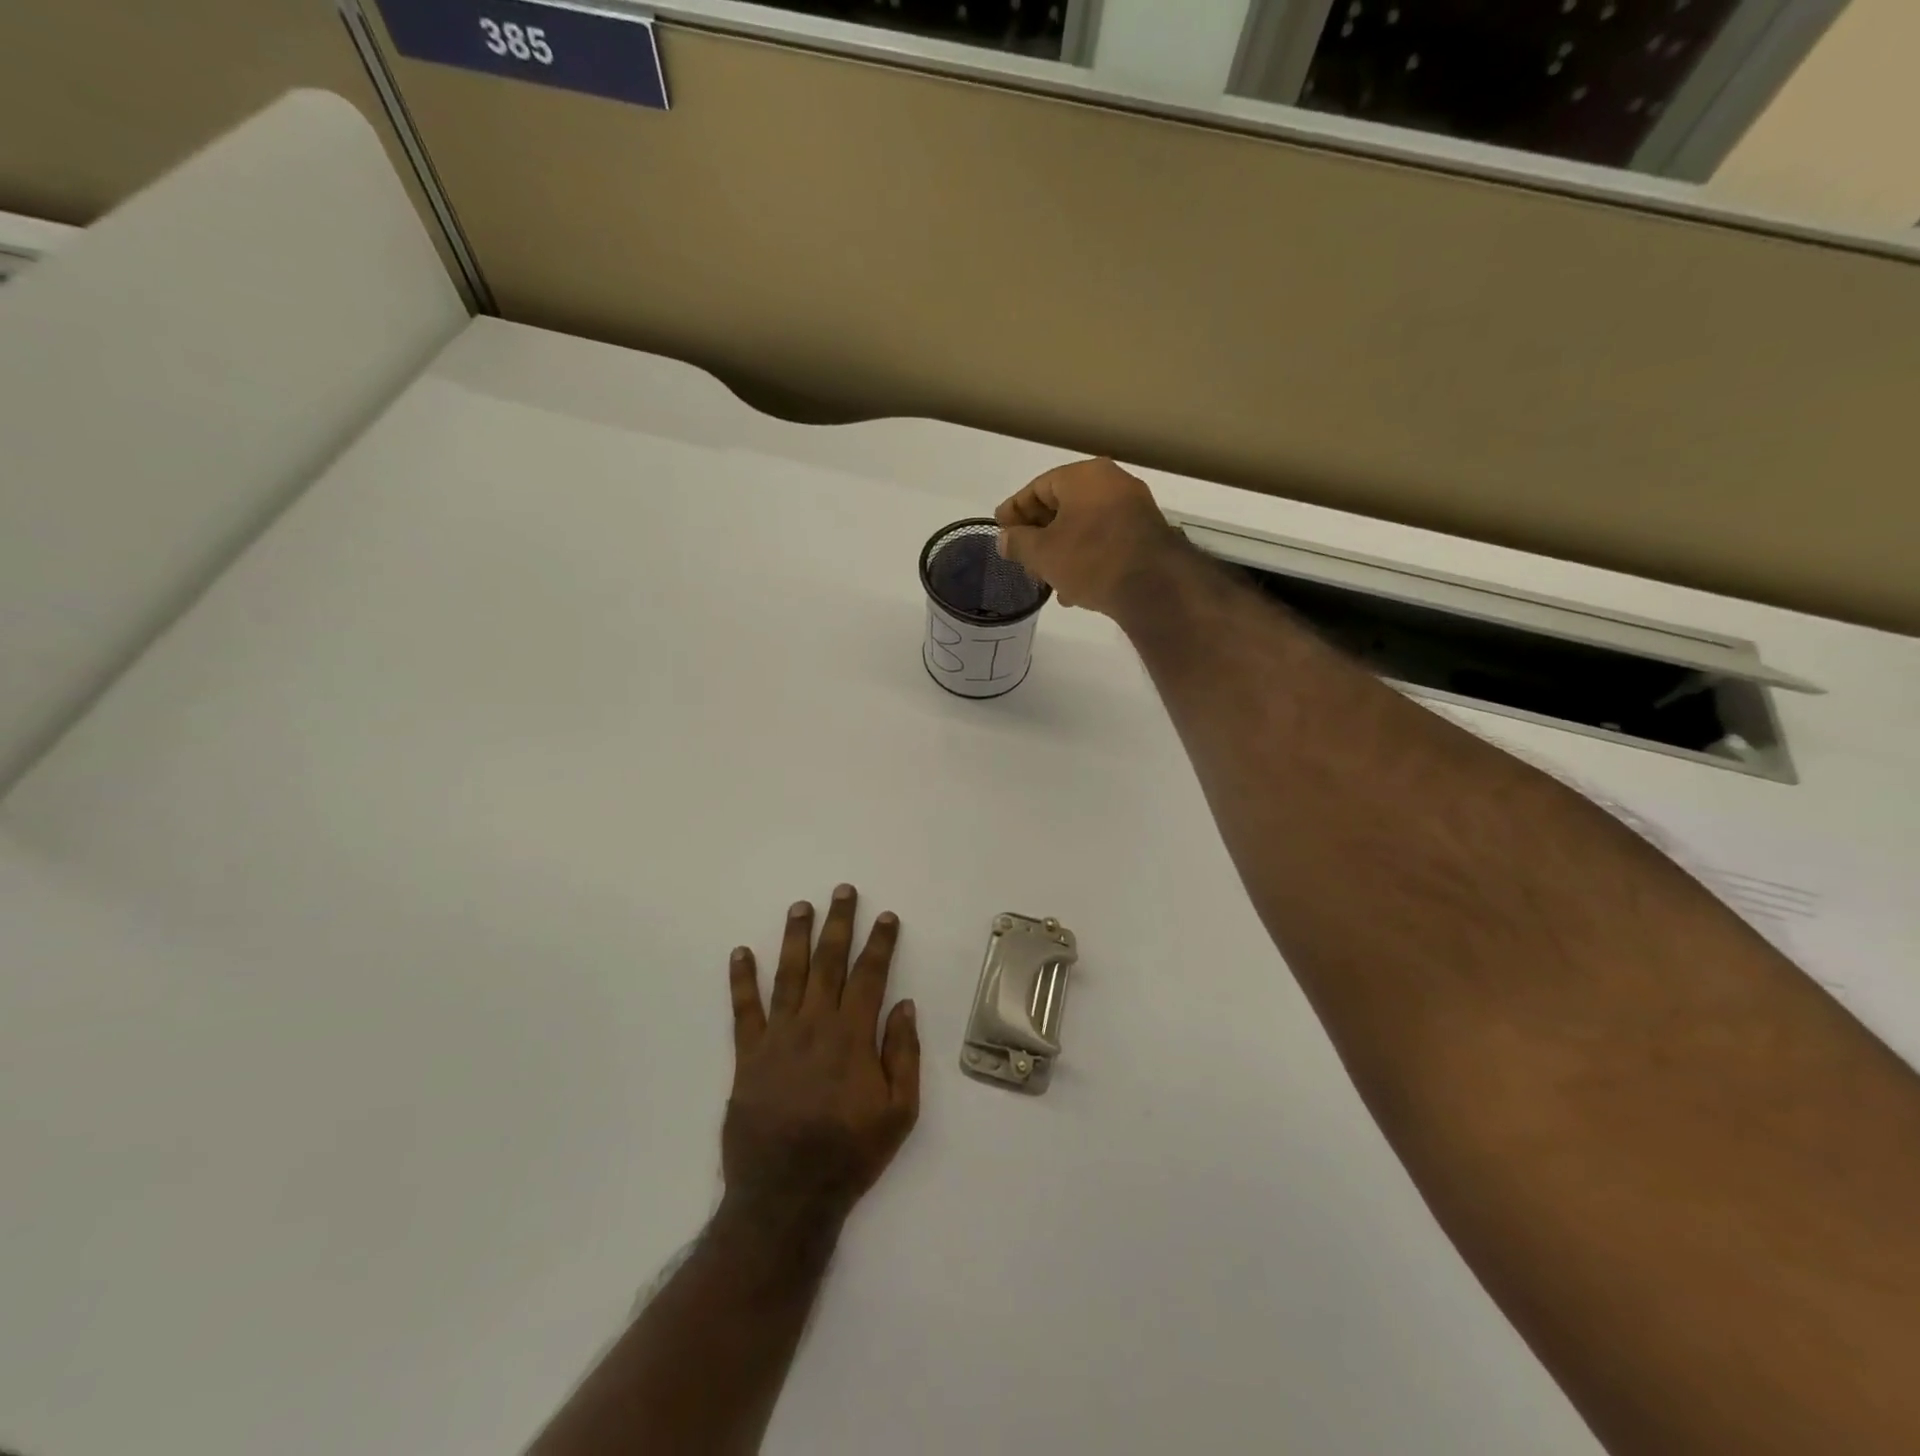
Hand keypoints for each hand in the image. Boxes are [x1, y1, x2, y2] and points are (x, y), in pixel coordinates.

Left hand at [723, 885, 920, 1232]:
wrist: (785, 1198)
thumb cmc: (849, 1155)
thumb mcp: (899, 1113)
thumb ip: (903, 1055)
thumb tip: (904, 1005)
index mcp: (852, 1037)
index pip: (870, 976)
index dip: (880, 943)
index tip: (886, 916)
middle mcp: (815, 1025)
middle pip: (829, 963)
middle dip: (838, 924)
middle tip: (842, 891)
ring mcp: (777, 1038)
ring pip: (788, 975)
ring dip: (795, 937)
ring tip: (800, 907)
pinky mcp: (748, 1056)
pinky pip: (744, 1010)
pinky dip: (741, 980)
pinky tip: (740, 953)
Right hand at [994, 458, 1185, 616]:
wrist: (1153, 586)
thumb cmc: (1090, 559)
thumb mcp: (1043, 553)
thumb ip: (1018, 543)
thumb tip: (1005, 539)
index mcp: (1084, 476)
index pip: (1038, 487)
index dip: (1014, 509)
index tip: (999, 528)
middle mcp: (1112, 483)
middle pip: (1062, 506)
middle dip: (1038, 533)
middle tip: (1020, 556)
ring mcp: (1133, 508)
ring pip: (1083, 526)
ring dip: (1061, 550)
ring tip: (1044, 578)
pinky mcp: (1145, 535)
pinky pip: (1104, 540)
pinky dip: (1085, 558)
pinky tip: (1073, 589)